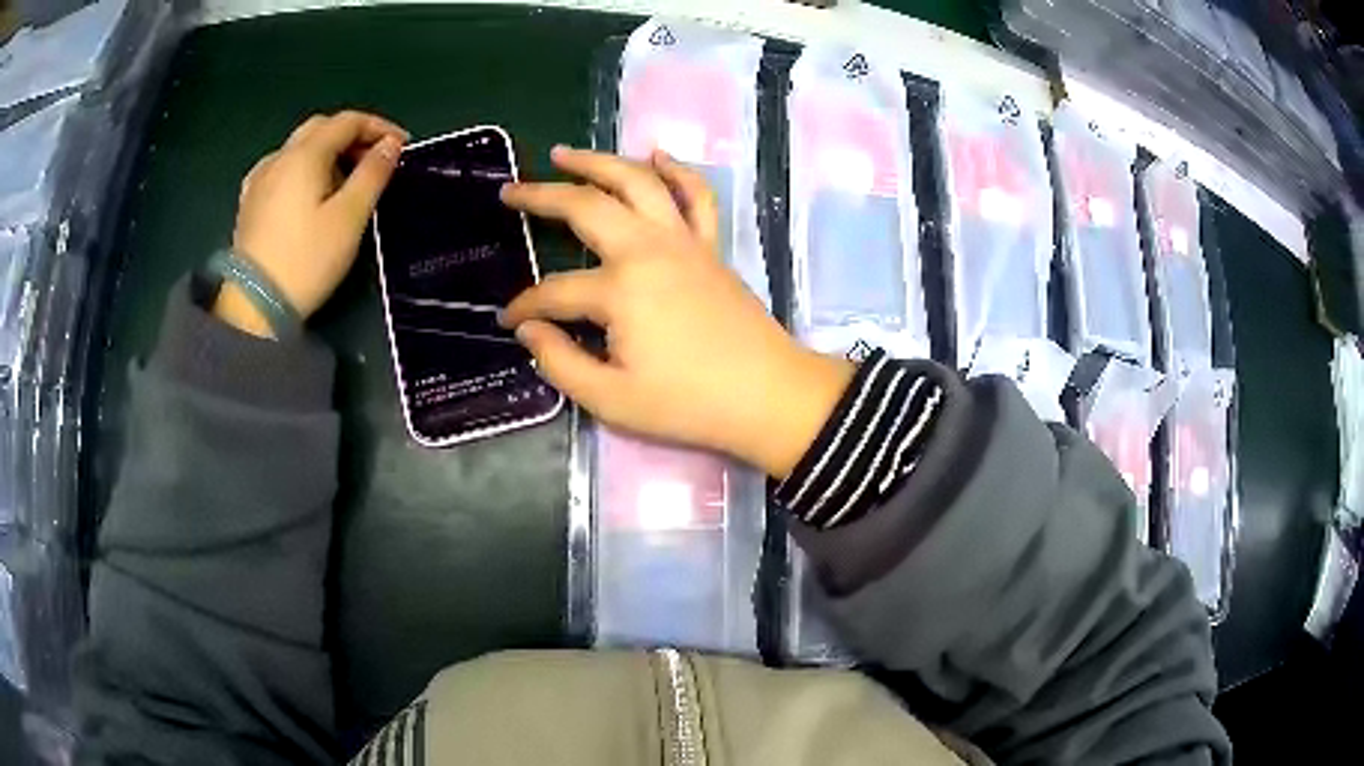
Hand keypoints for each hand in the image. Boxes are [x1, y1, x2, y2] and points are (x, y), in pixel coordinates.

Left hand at [219, 111, 408, 336]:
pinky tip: (307, 190)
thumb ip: (373, 174)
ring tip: (343, 179)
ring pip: (299, 148)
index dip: (378, 127)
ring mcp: (260, 179)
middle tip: (374, 159)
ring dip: (327, 152)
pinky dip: (302, 168)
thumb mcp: (349, 217)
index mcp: (305, 155)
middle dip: (352, 136)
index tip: (401, 145)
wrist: (254, 306)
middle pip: (321, 128)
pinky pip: (281, 168)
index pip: (347, 121)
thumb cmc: (307, 260)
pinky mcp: (249, 202)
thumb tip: (390, 144)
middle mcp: (280, 157)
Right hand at [501, 147, 853, 478]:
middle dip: (541, 196)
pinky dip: (676, 170)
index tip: (508, 320)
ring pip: (636, 182)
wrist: (769, 395)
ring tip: (563, 153)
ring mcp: (682, 241)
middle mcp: (646, 249)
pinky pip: (695, 195)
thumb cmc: (689, 403)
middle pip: (585, 206)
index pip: (554, 292)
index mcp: (619, 290)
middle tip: (510, 190)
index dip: (525, 307)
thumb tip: (529, 331)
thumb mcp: (612, 399)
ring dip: (597, 162)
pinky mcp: (709, 246)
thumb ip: (560, 363)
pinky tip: (657, 154)